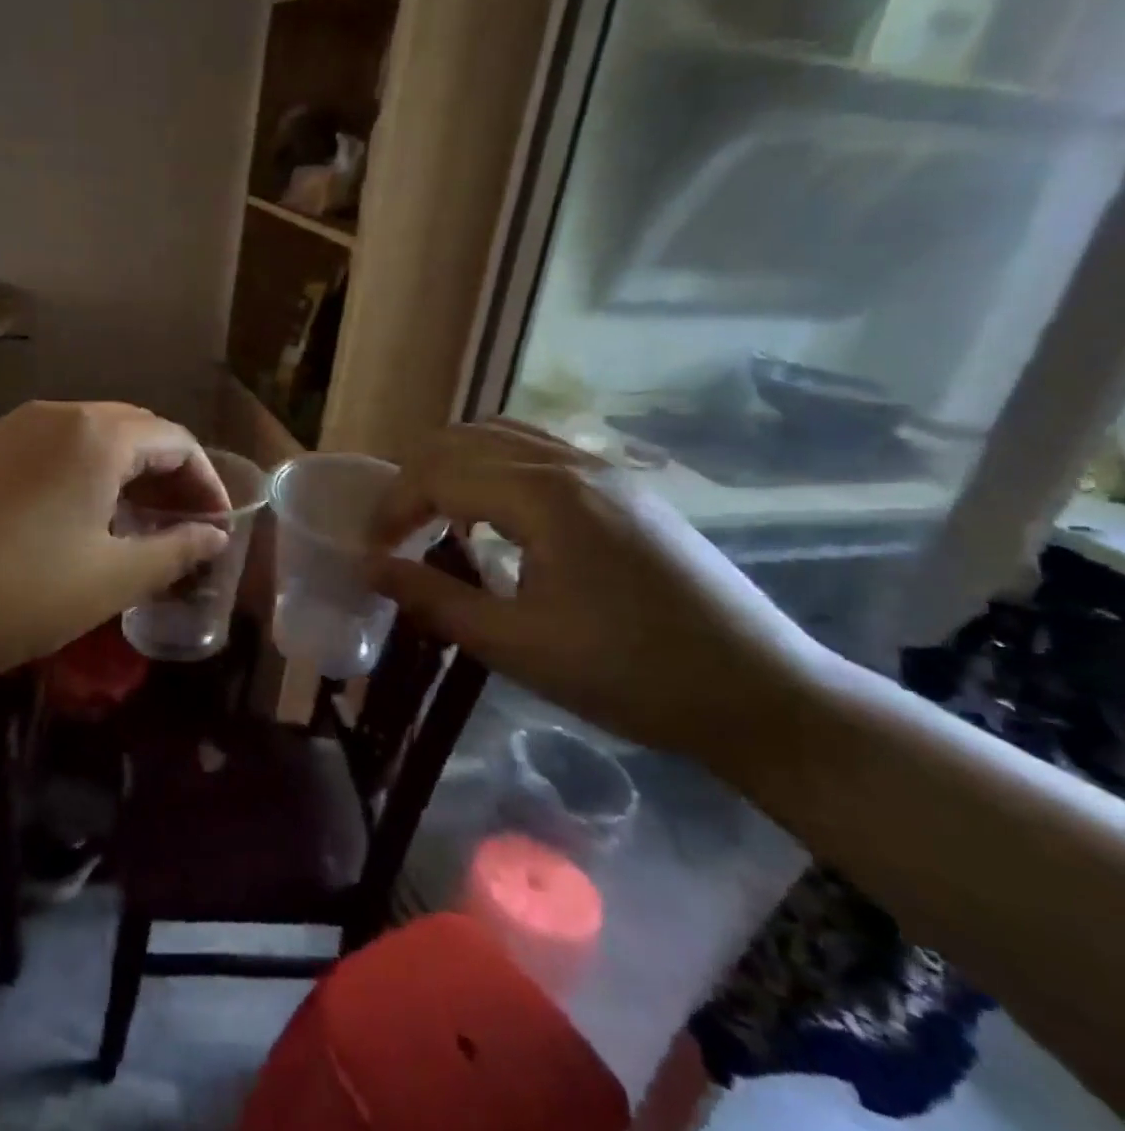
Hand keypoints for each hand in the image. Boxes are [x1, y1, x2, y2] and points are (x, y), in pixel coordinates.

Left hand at [0, 402, 230, 698]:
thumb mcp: (110, 579)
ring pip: (88, 439)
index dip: (205, 482)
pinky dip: (81, 476)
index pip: (174, 441)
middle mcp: (53, 416)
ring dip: (124, 475)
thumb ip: (174, 551)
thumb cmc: (17, 595)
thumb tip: (215, 538)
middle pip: (133, 432)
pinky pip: (48, 451)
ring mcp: (7, 430)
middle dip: (167, 476)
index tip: (216, 526)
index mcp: (95, 436)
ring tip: (135, 527)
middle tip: (182, 527)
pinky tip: (76, 522)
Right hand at [369, 419, 832, 765]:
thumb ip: (434, 600)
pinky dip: (493, 470)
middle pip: (463, 440)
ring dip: (453, 467)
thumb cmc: (631, 675)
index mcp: (544, 496)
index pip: (438, 474)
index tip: (372, 552)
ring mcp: (604, 469)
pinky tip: (496, 520)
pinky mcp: (624, 487)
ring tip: (436, 519)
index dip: (392, 509)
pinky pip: (537, 452)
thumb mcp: (517, 646)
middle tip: (394, 532)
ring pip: (501, 436)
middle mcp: (570, 463)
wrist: (762, 694)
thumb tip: (369, 568)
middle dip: (414, 479)